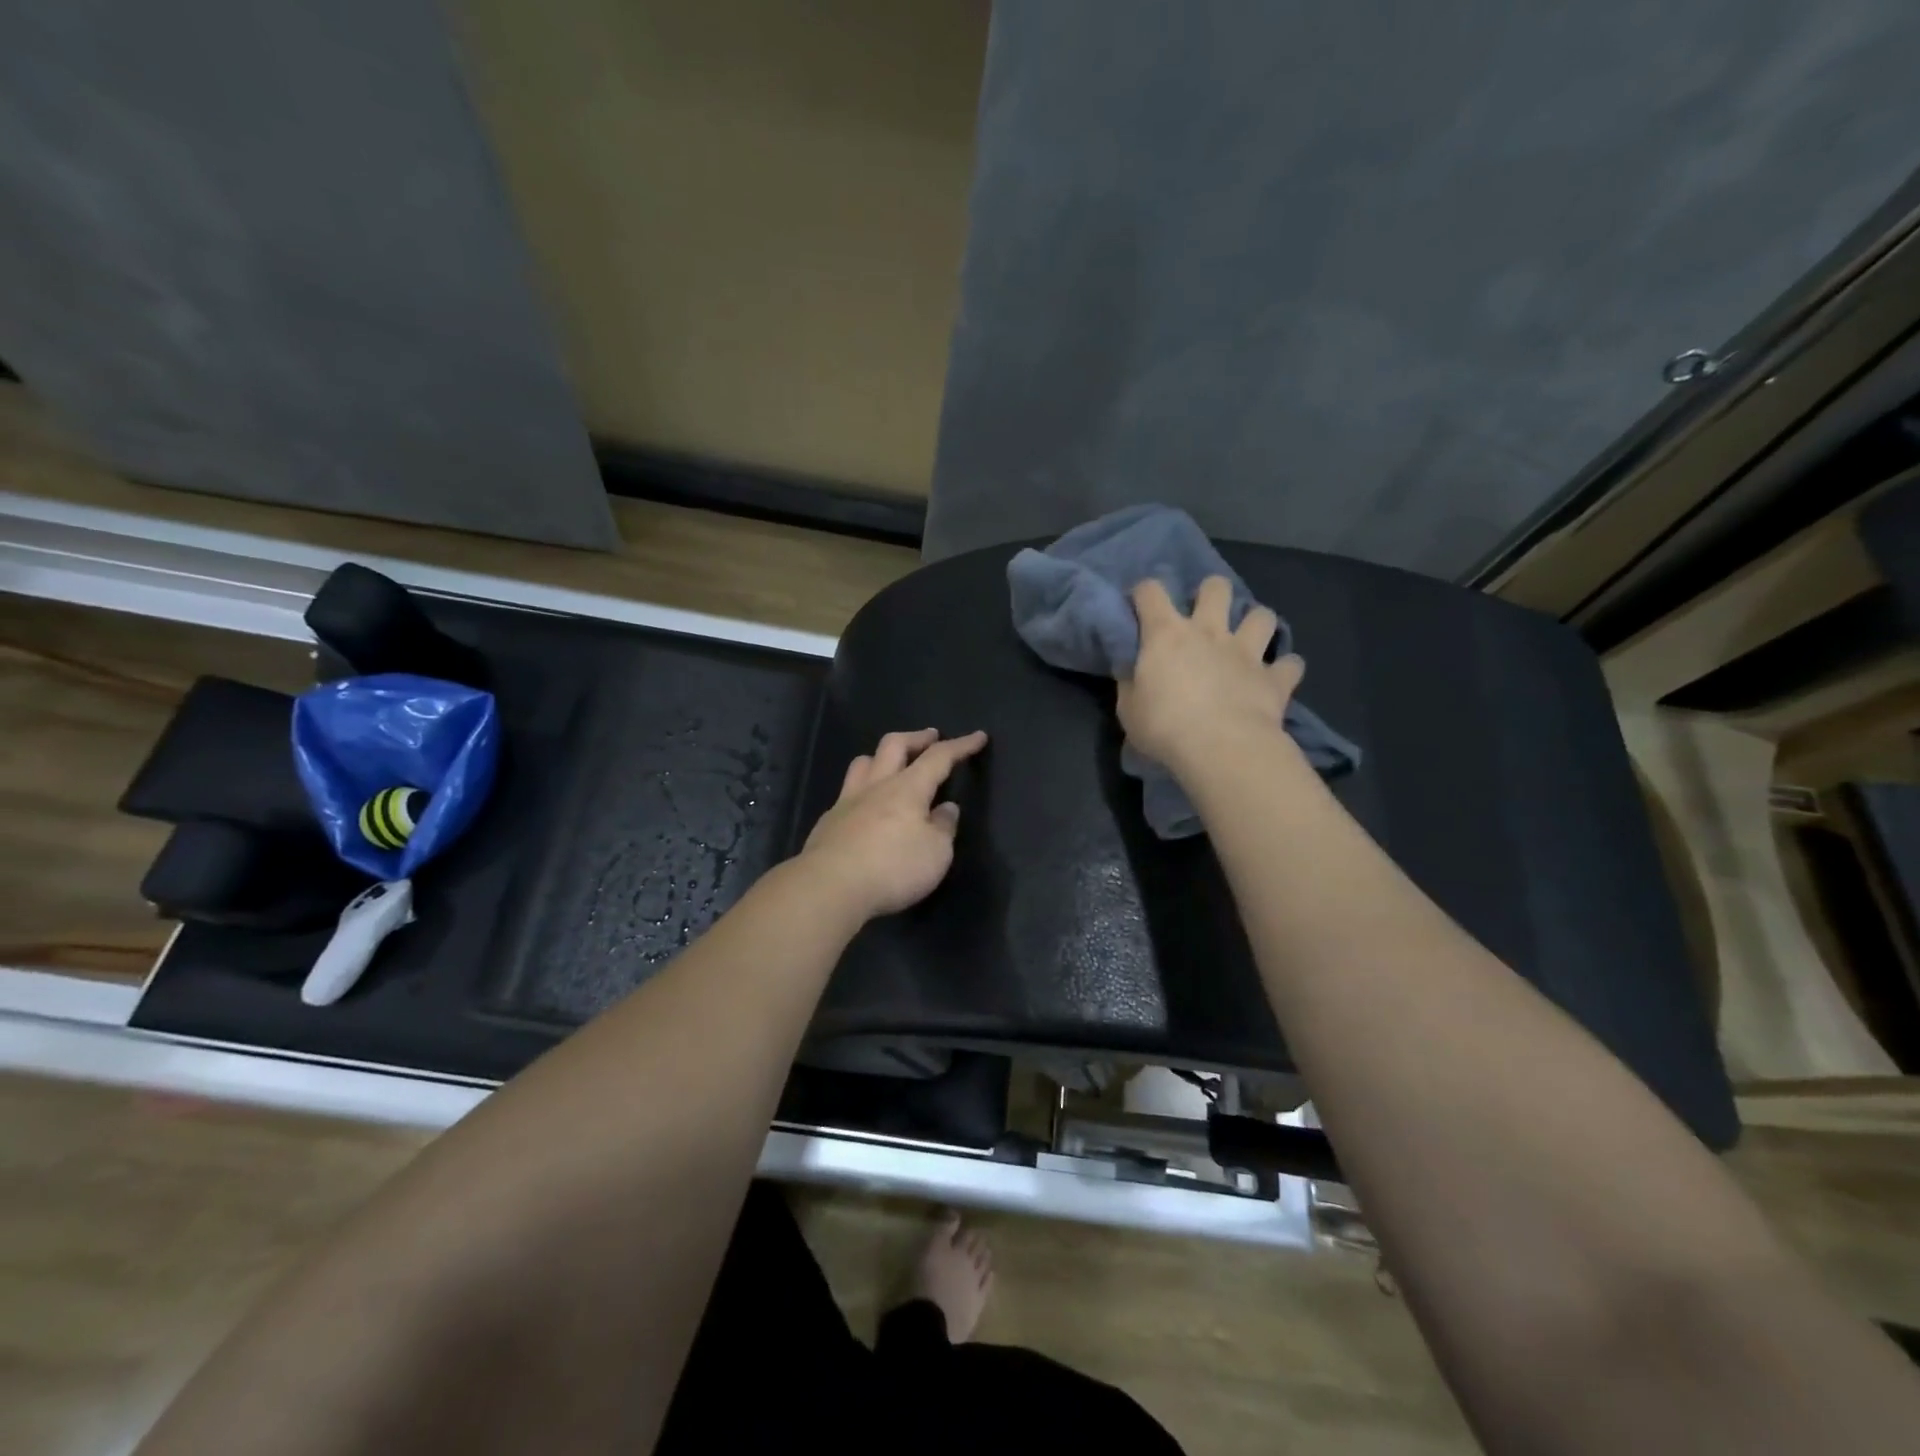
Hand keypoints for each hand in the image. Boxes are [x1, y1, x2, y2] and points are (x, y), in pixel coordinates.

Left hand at [800, 728, 988, 920]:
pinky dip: (862, 790)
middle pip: (894, 745)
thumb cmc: (892, 868)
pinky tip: (865, 807)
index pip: (939, 757)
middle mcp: (876, 786)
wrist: (829, 887)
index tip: (978, 736)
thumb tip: (946, 808)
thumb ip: (943, 827)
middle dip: (916, 737)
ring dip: (881, 757)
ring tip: (892, 763)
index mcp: (907, 789)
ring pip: (863, 763)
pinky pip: (847, 793)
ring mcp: (847, 802)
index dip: (960, 746)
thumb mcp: (936, 853)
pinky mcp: (828, 823)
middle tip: (931, 736)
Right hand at [1117, 576, 1303, 776]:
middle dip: (1211, 593)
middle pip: (1216, 588)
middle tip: (1204, 615)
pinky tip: (1277, 676)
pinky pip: (1291, 664)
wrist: (1220, 748)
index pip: (1150, 591)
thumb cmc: (1164, 727)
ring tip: (1248, 639)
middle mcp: (1209, 631)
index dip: (1143, 593)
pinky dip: (1285, 668)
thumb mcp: (1129, 708)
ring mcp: (1246, 652)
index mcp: (1166, 634)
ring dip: (1256, 623)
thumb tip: (1130, 668)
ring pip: (1262, 616)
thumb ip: (1131, 681)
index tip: (1140, 606)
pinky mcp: (1274, 678)